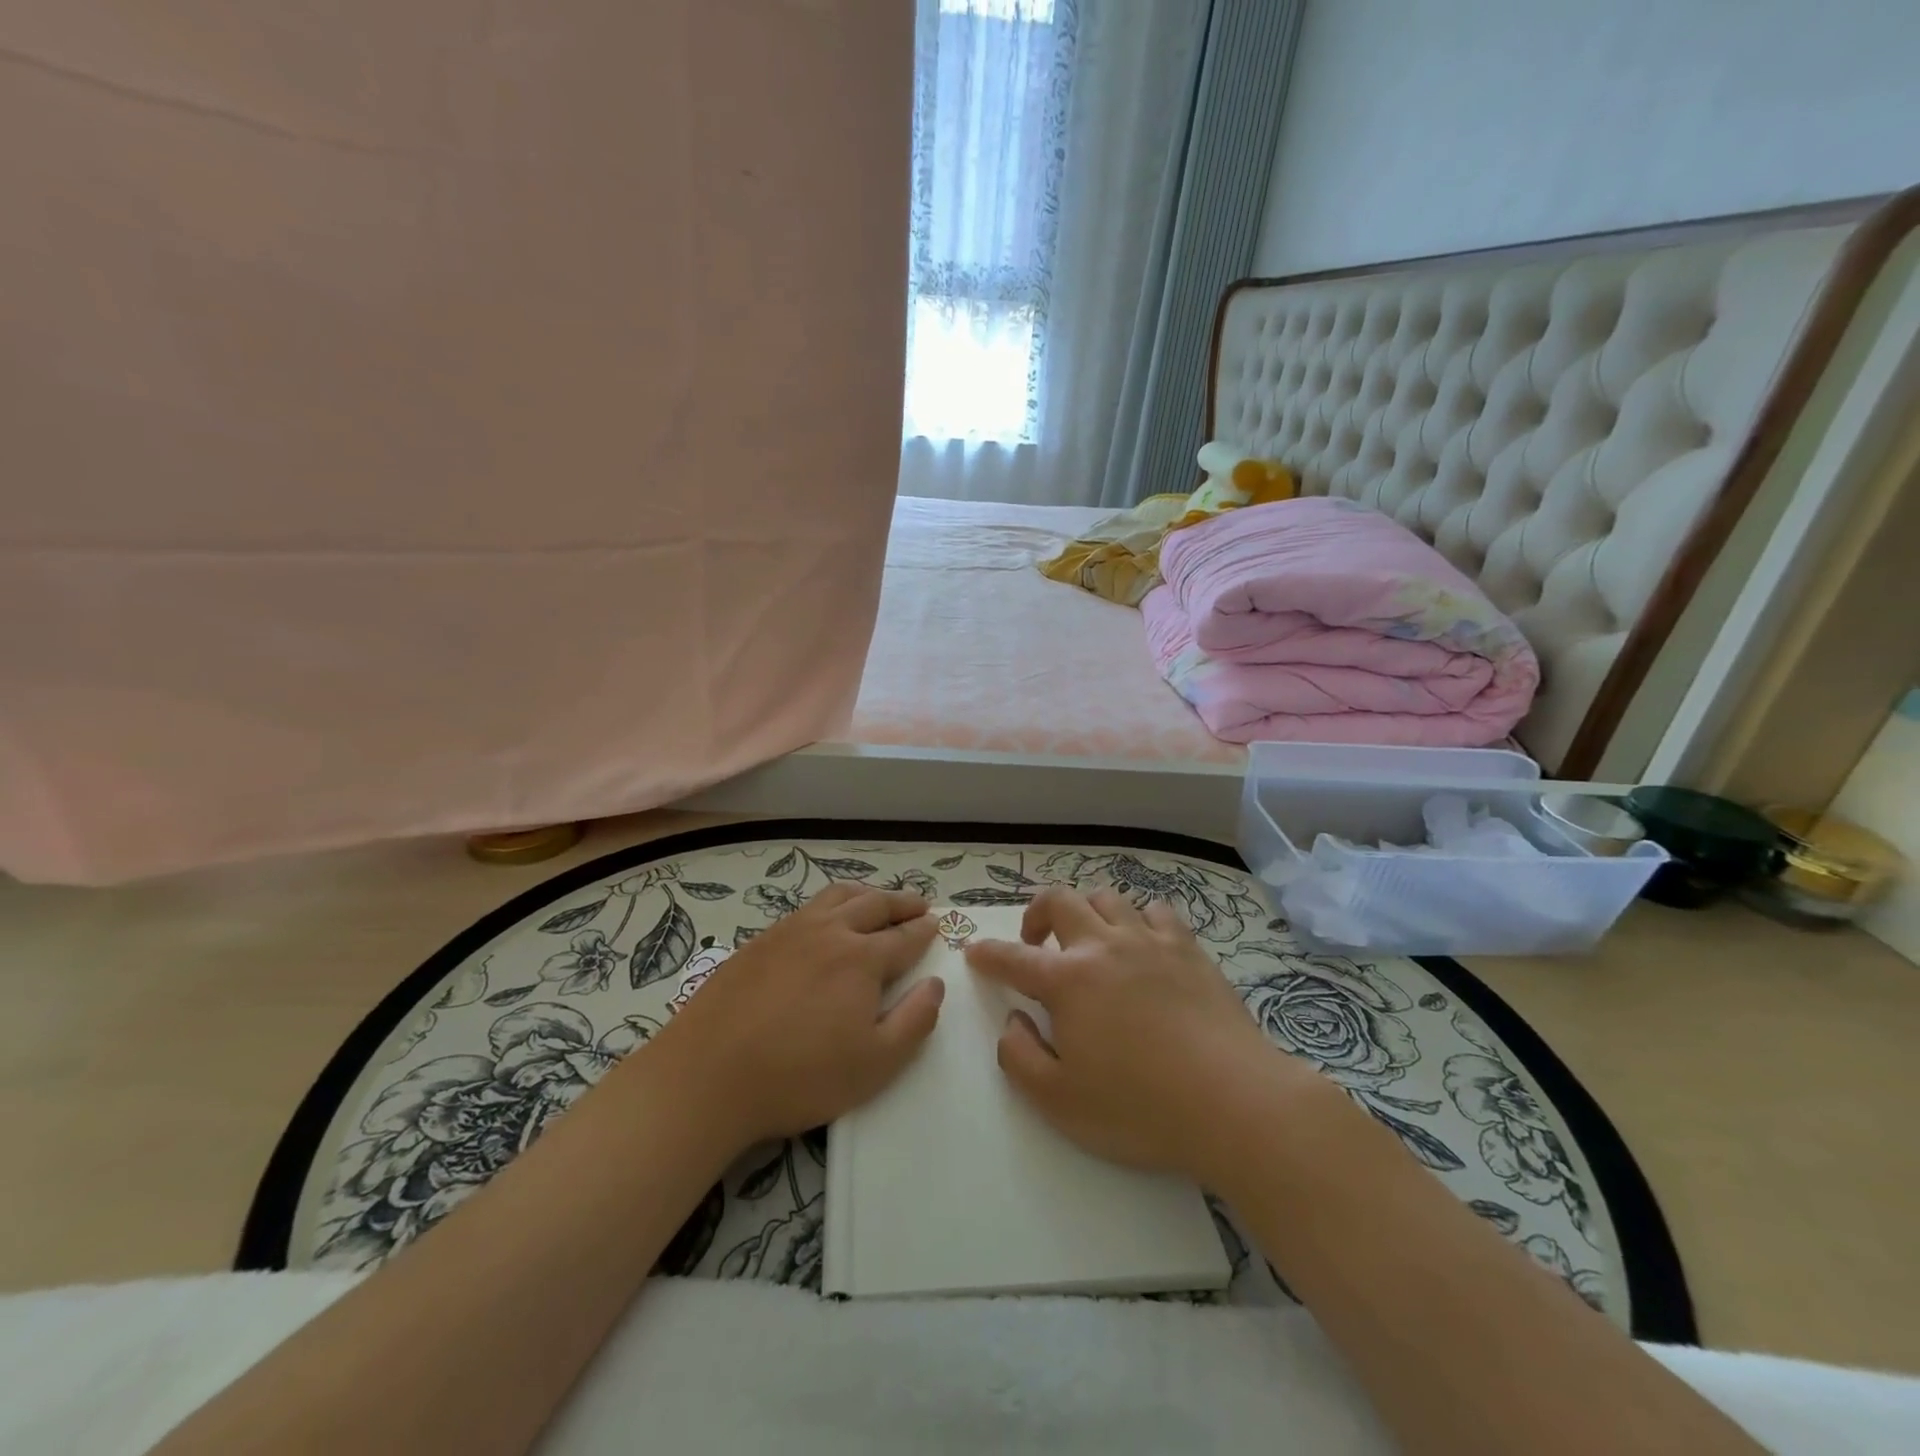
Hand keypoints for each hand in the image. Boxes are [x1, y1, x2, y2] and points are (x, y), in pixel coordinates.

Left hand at [644, 883, 942, 1153]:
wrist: (708, 1075)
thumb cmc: (799, 1076)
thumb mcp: (874, 1064)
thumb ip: (914, 1022)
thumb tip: (935, 985)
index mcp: (861, 958)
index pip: (904, 937)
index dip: (924, 930)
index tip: (938, 923)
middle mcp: (829, 932)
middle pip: (874, 904)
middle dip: (902, 902)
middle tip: (919, 904)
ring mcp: (790, 931)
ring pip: (837, 896)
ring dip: (866, 894)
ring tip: (877, 899)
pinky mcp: (759, 941)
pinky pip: (806, 908)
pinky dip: (830, 904)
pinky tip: (826, 920)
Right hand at [966, 887, 1306, 1182]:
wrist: (1234, 1103)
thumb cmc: (1140, 1108)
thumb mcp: (1060, 1102)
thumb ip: (1020, 1058)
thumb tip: (1014, 1020)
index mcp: (1068, 981)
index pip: (1013, 958)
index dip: (989, 954)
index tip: (976, 953)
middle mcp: (1104, 947)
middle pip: (1060, 901)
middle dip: (1036, 913)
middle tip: (1036, 941)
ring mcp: (1150, 942)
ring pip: (1107, 898)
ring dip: (1087, 912)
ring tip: (1089, 941)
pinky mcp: (1189, 950)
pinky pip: (1156, 912)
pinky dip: (1139, 919)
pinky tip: (1142, 944)